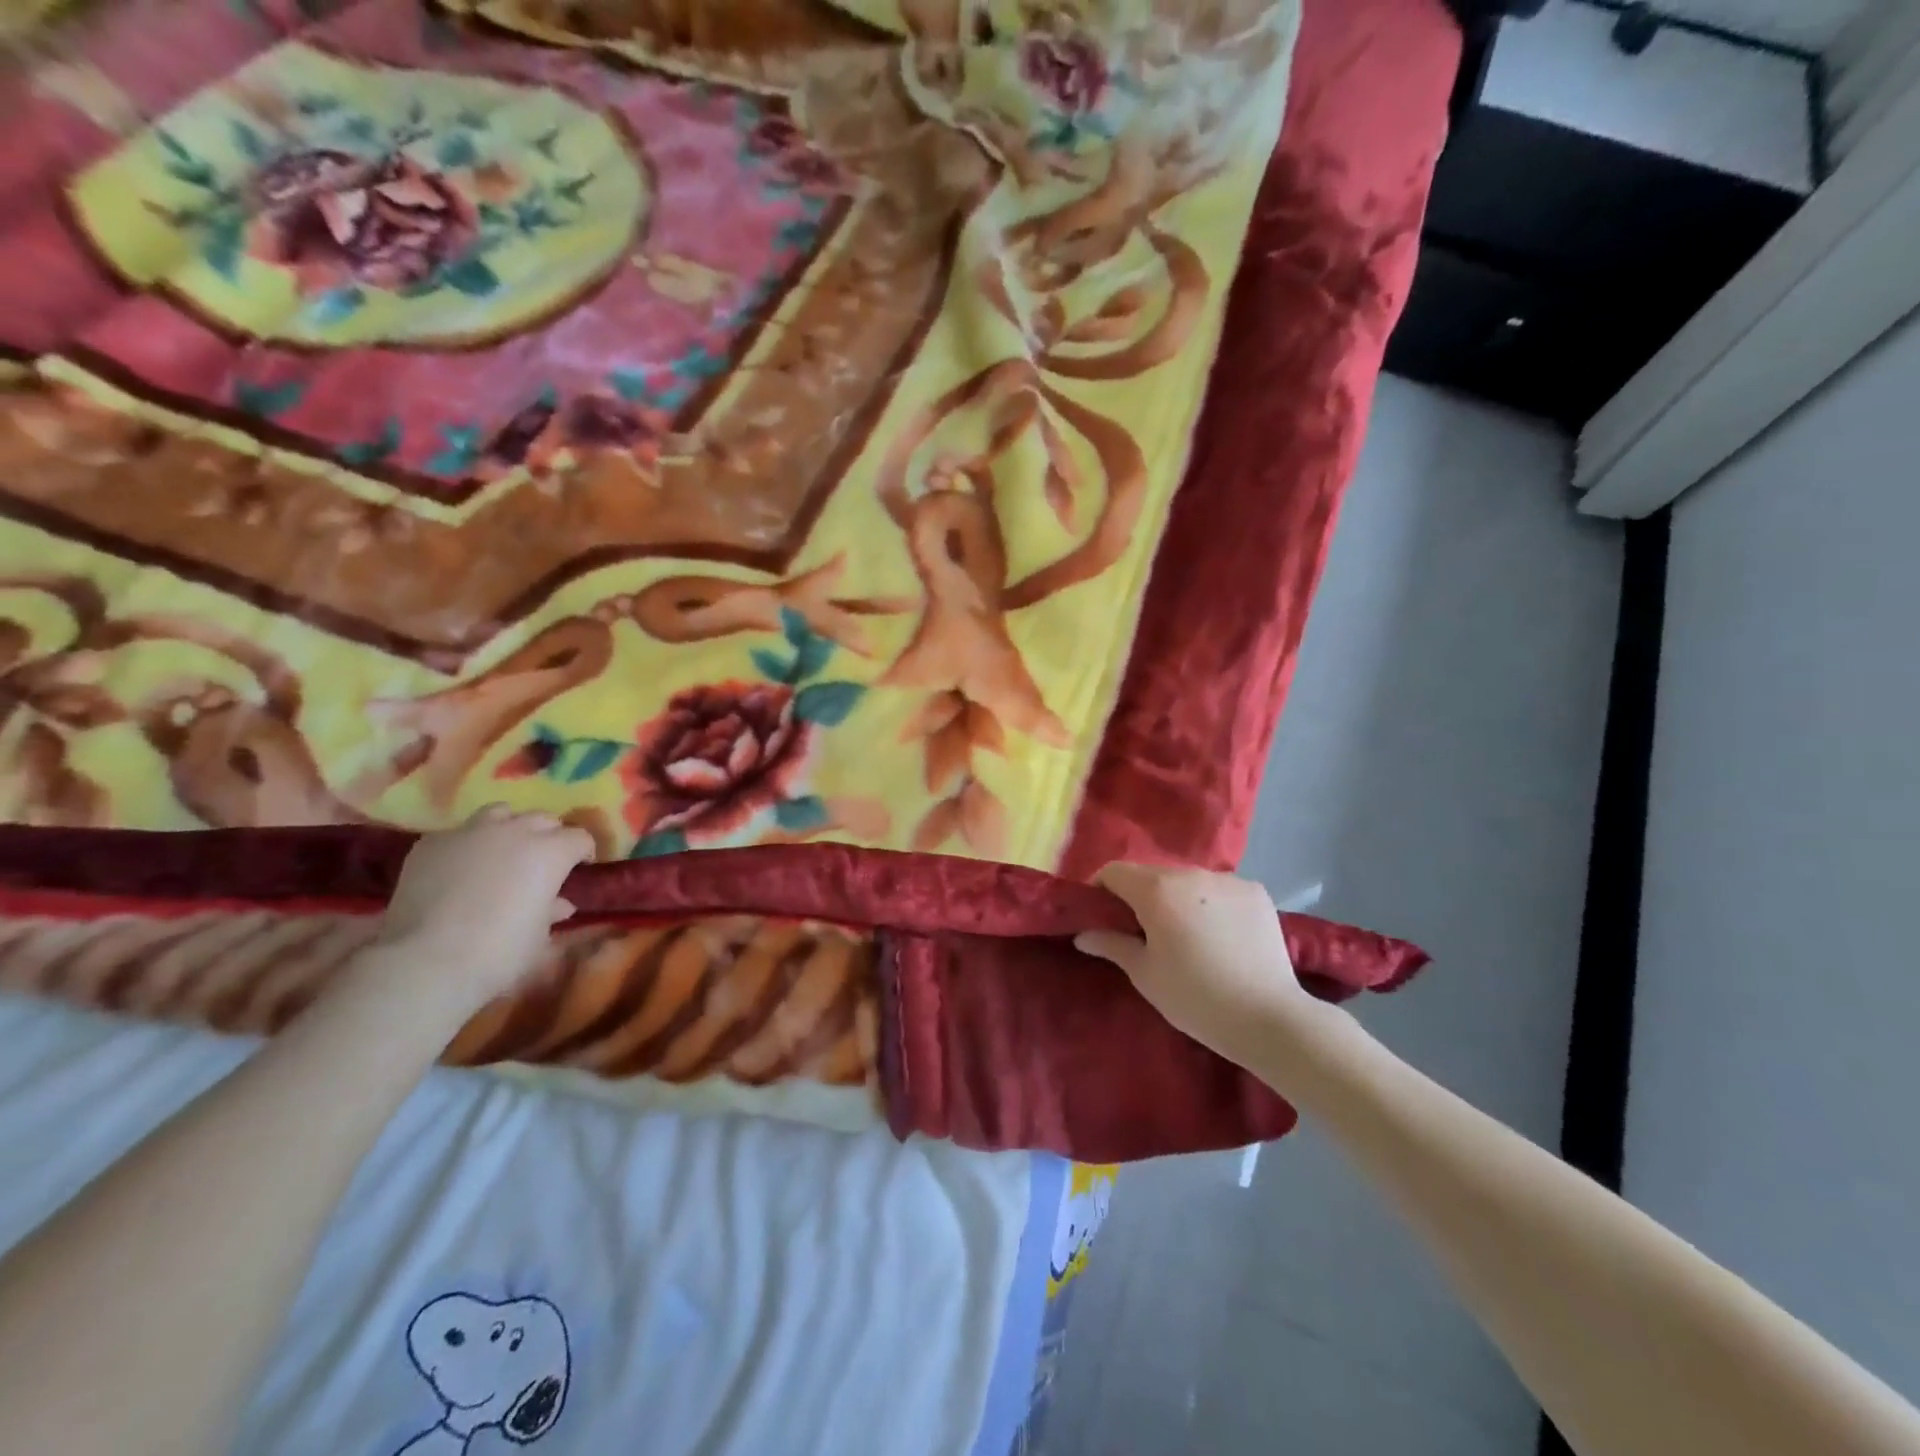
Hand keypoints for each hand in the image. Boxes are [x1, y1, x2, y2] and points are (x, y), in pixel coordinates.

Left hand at [376, 806, 594, 1008]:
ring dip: (509, 827)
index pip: (580, 838)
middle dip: (549, 836)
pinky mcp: (431, 844)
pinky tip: (459, 868)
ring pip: (500, 813)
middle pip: (543, 819)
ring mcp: (470, 833)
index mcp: (551, 852)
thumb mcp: (540, 938)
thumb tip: (559, 904)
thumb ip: (551, 911)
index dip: (583, 852)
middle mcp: (515, 831)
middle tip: (543, 861)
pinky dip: (466, 845)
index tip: (581, 869)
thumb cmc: (499, 952)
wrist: (426, 962)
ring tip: (502, 850)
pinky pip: (457, 834)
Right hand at [1075, 864, 1315, 1066]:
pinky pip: (1219, 890)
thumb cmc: (1195, 998)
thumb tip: (1083, 934)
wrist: (1269, 1017)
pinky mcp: (1256, 892)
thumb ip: (1111, 944)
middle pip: (1151, 874)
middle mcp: (1191, 873)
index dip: (1101, 890)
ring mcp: (1228, 880)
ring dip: (1176, 899)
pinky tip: (1219, 936)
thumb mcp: (1145, 974)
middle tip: (1141, 932)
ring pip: (1187, 881)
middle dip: (1139, 896)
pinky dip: (1209, 904)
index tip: (1102, 916)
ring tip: (1184, 936)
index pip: (1114, 871)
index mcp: (1157, 890)